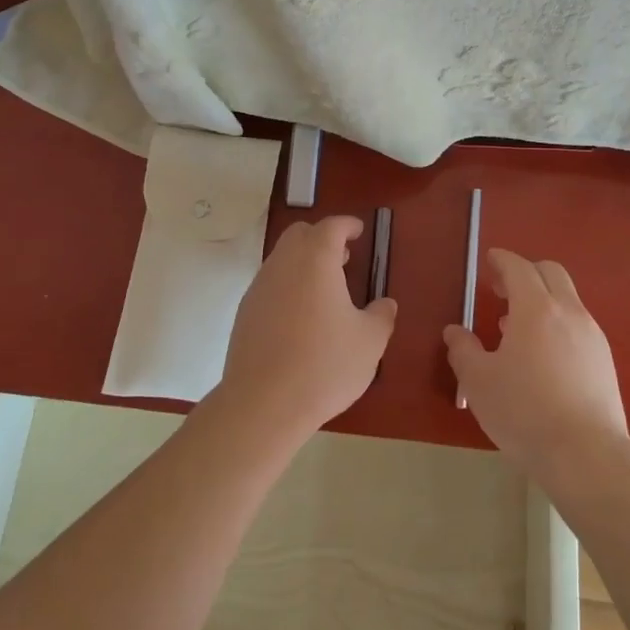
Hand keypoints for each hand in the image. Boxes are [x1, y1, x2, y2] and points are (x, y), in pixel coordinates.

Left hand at [215, 216, 396, 440]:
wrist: (263, 403)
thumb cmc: (324, 365)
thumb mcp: (369, 342)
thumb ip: (381, 316)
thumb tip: (385, 304)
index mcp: (316, 260)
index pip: (331, 226)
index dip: (347, 225)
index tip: (358, 231)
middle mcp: (283, 264)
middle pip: (300, 235)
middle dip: (322, 238)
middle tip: (343, 258)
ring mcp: (259, 287)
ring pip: (281, 259)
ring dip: (303, 263)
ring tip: (325, 290)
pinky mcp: (245, 312)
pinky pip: (270, 284)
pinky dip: (287, 286)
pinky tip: (300, 317)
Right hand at [444, 249, 628, 479]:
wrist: (587, 456)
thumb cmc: (525, 412)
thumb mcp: (478, 382)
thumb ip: (463, 350)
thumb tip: (455, 332)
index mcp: (536, 309)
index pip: (519, 268)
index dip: (502, 260)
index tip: (490, 259)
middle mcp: (569, 313)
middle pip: (551, 273)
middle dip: (525, 272)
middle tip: (501, 289)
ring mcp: (592, 336)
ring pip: (567, 299)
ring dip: (542, 300)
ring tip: (516, 328)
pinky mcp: (605, 362)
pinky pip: (578, 326)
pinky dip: (557, 324)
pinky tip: (542, 356)